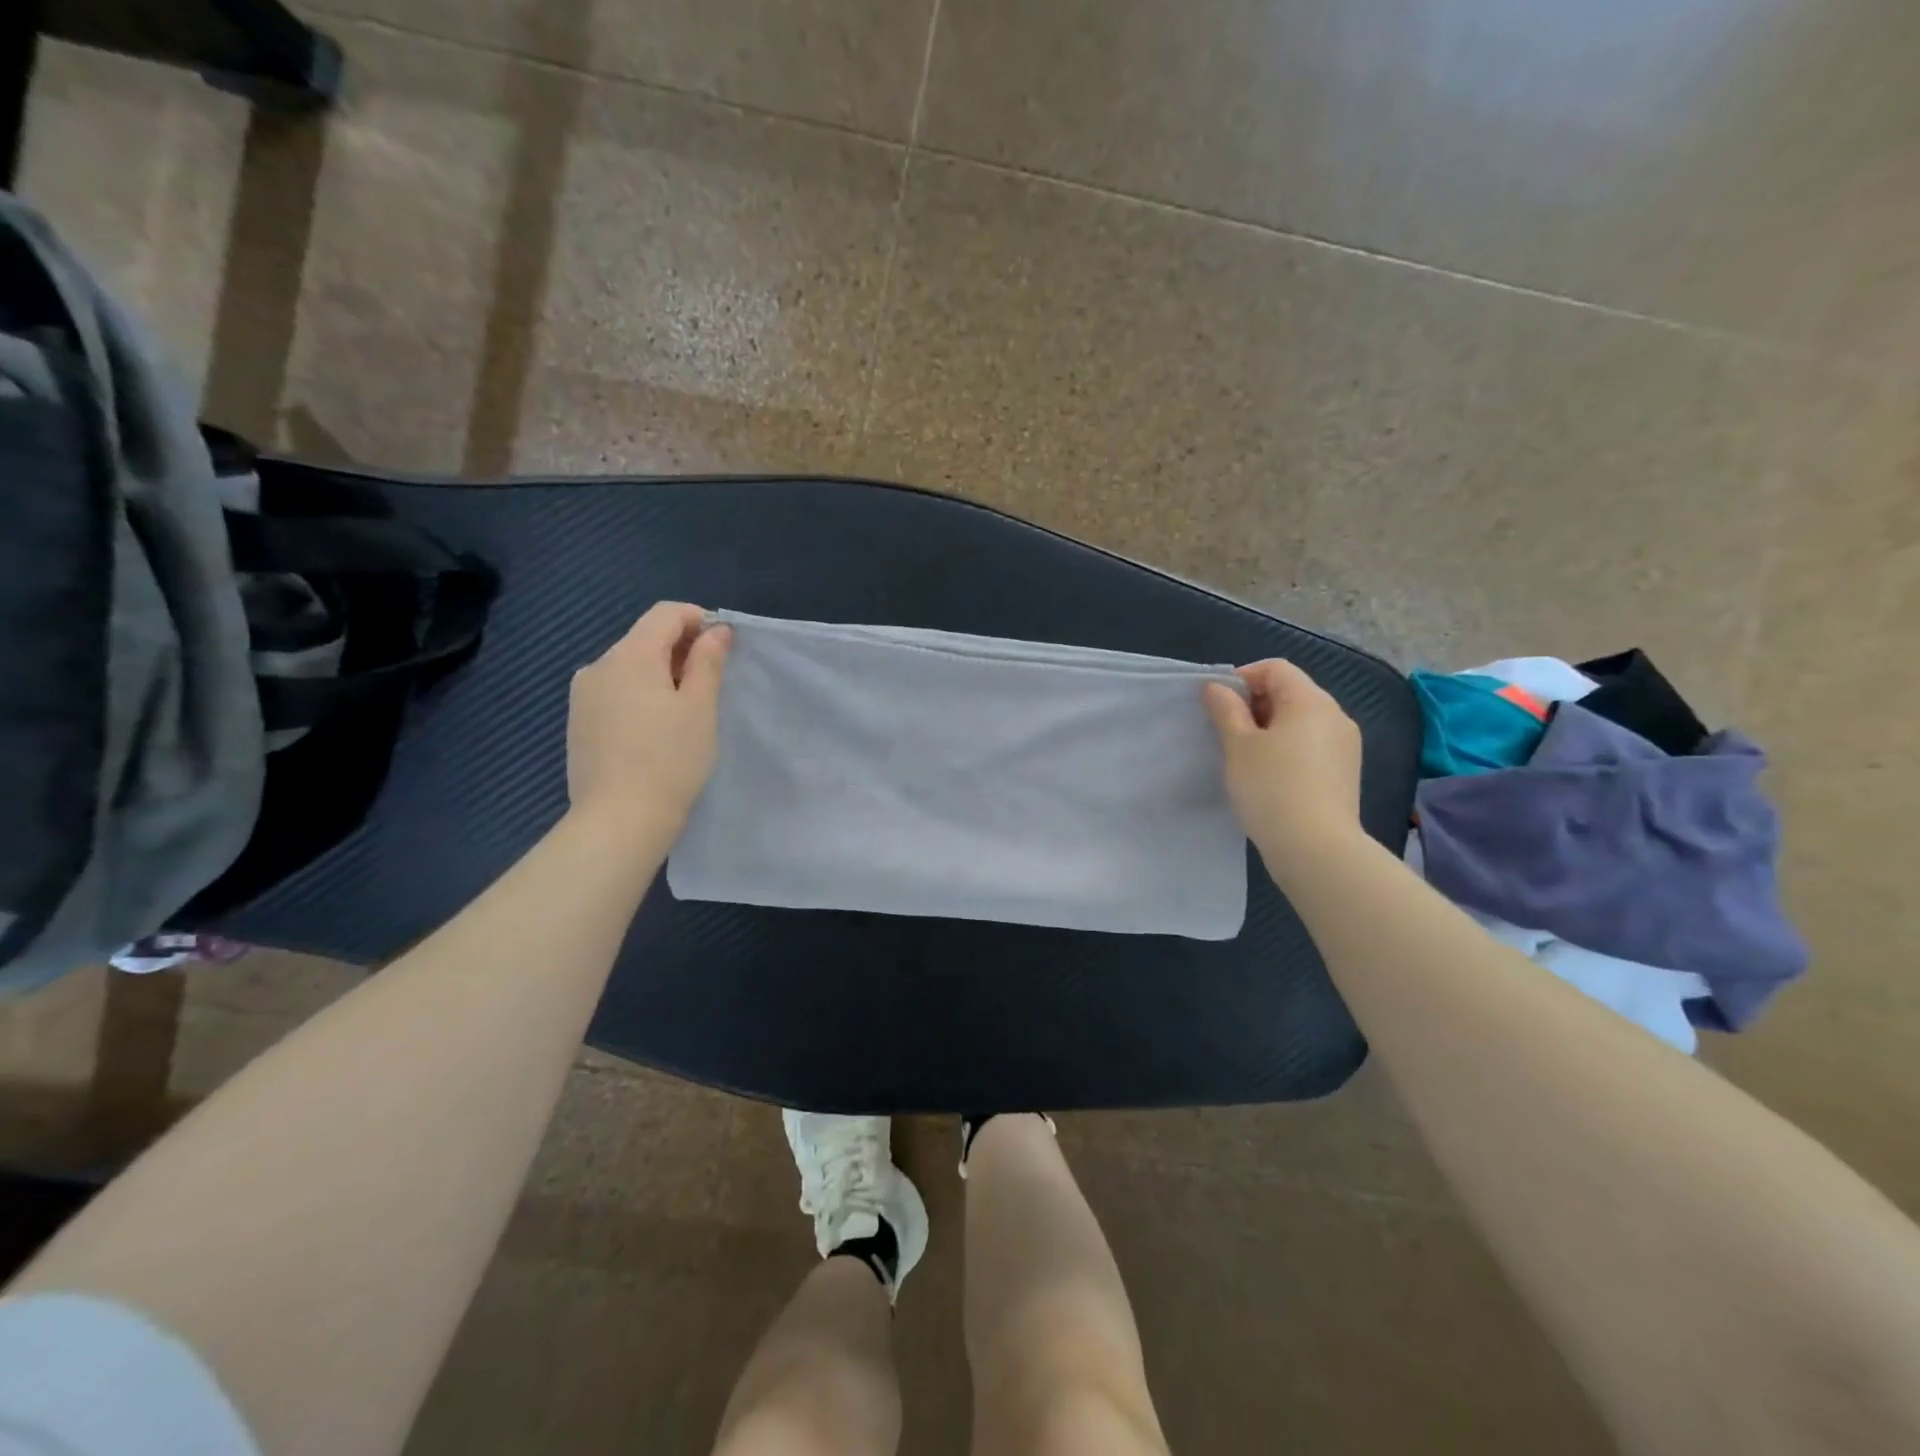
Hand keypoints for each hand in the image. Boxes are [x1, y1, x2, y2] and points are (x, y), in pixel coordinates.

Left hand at [566, 602, 730, 841]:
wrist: (619, 819)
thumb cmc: (670, 759)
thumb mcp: (700, 706)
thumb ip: (707, 661)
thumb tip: (716, 630)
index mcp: (630, 655)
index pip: (665, 614)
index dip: (699, 619)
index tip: (724, 647)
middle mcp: (599, 665)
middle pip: (645, 638)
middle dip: (681, 649)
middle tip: (712, 683)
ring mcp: (583, 695)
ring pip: (629, 667)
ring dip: (660, 674)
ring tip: (685, 711)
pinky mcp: (578, 722)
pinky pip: (615, 692)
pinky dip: (640, 695)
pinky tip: (656, 730)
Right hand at [1203, 659, 1362, 866]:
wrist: (1316, 849)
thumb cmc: (1271, 788)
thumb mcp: (1238, 745)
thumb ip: (1225, 710)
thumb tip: (1216, 687)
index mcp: (1311, 701)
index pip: (1275, 668)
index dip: (1243, 678)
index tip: (1218, 704)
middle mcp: (1335, 715)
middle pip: (1291, 692)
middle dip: (1255, 704)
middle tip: (1226, 731)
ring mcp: (1345, 745)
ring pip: (1301, 721)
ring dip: (1269, 728)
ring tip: (1244, 756)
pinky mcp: (1345, 772)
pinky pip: (1311, 745)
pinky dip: (1287, 748)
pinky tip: (1268, 775)